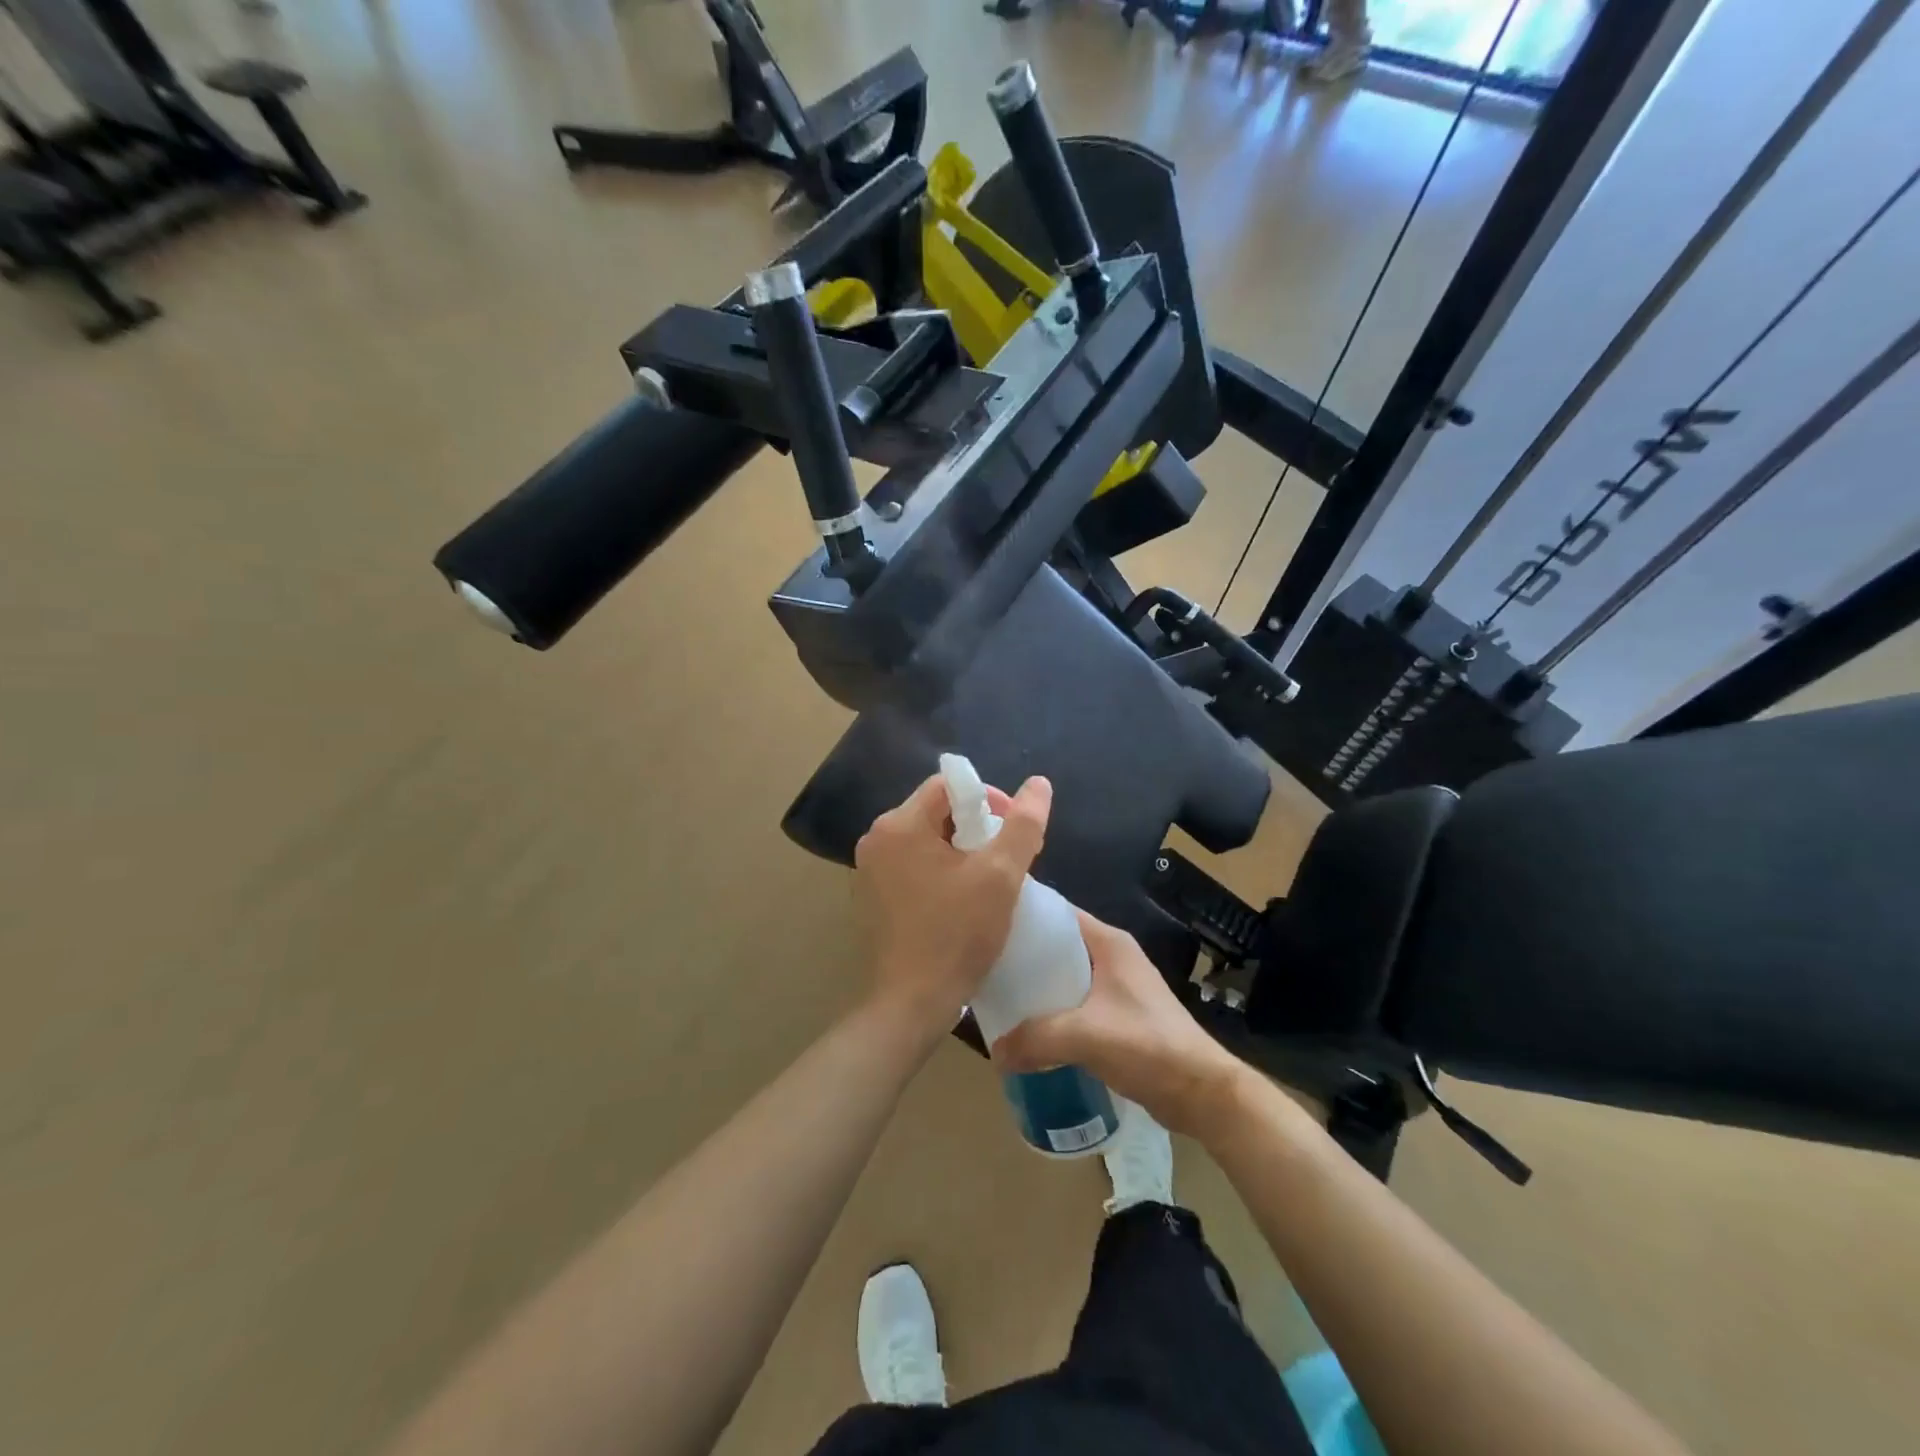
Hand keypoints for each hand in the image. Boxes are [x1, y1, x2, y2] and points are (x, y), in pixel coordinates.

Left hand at [854, 771, 1052, 1044]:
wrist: (911, 1004)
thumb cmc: (957, 935)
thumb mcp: (1000, 876)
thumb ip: (1023, 825)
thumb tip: (1039, 783)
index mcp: (899, 824)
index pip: (948, 785)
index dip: (988, 798)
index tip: (1012, 830)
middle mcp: (875, 839)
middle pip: (935, 812)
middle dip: (975, 827)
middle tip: (1007, 859)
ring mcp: (868, 871)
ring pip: (925, 841)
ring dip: (959, 852)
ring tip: (989, 882)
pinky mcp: (871, 898)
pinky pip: (911, 867)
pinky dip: (938, 873)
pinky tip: (960, 902)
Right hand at [992, 909, 1244, 1133]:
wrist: (1202, 1092)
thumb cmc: (1148, 1046)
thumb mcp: (1085, 1036)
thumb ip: (1035, 1039)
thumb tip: (995, 1051)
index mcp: (1109, 943)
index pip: (1059, 913)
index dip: (1025, 915)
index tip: (988, 924)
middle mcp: (1113, 956)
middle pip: (1059, 945)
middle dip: (1024, 956)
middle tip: (985, 967)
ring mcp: (1119, 987)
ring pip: (1067, 977)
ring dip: (1039, 988)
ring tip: (1000, 998)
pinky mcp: (1121, 1016)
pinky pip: (1076, 1004)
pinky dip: (1054, 1012)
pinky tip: (1030, 1030)